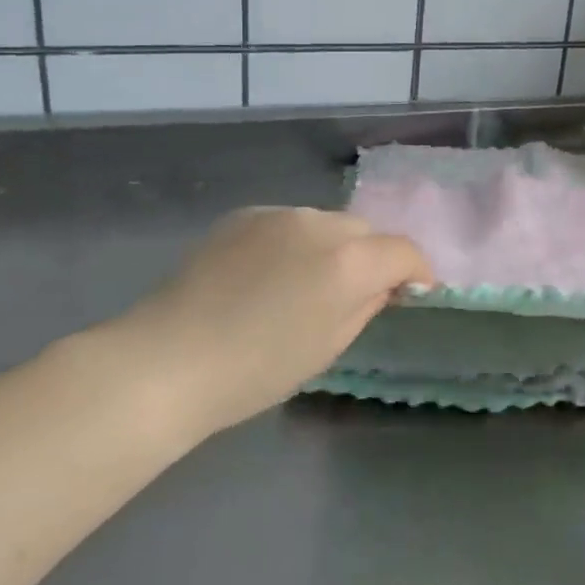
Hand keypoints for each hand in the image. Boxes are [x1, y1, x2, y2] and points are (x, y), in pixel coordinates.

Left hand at [101, 207, 432, 443]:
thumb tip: (385, 285)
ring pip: (326, 224)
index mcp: (349, 262)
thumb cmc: (256, 370)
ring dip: (329, 248)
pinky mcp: (245, 214)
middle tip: (352, 295)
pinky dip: (293, 243)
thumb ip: (367, 306)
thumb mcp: (328, 347)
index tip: (412, 293)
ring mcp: (279, 214)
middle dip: (370, 258)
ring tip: (302, 284)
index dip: (416, 272)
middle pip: (365, 232)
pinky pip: (288, 224)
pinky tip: (266, 275)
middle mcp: (320, 225)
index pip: (404, 251)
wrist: (168, 360)